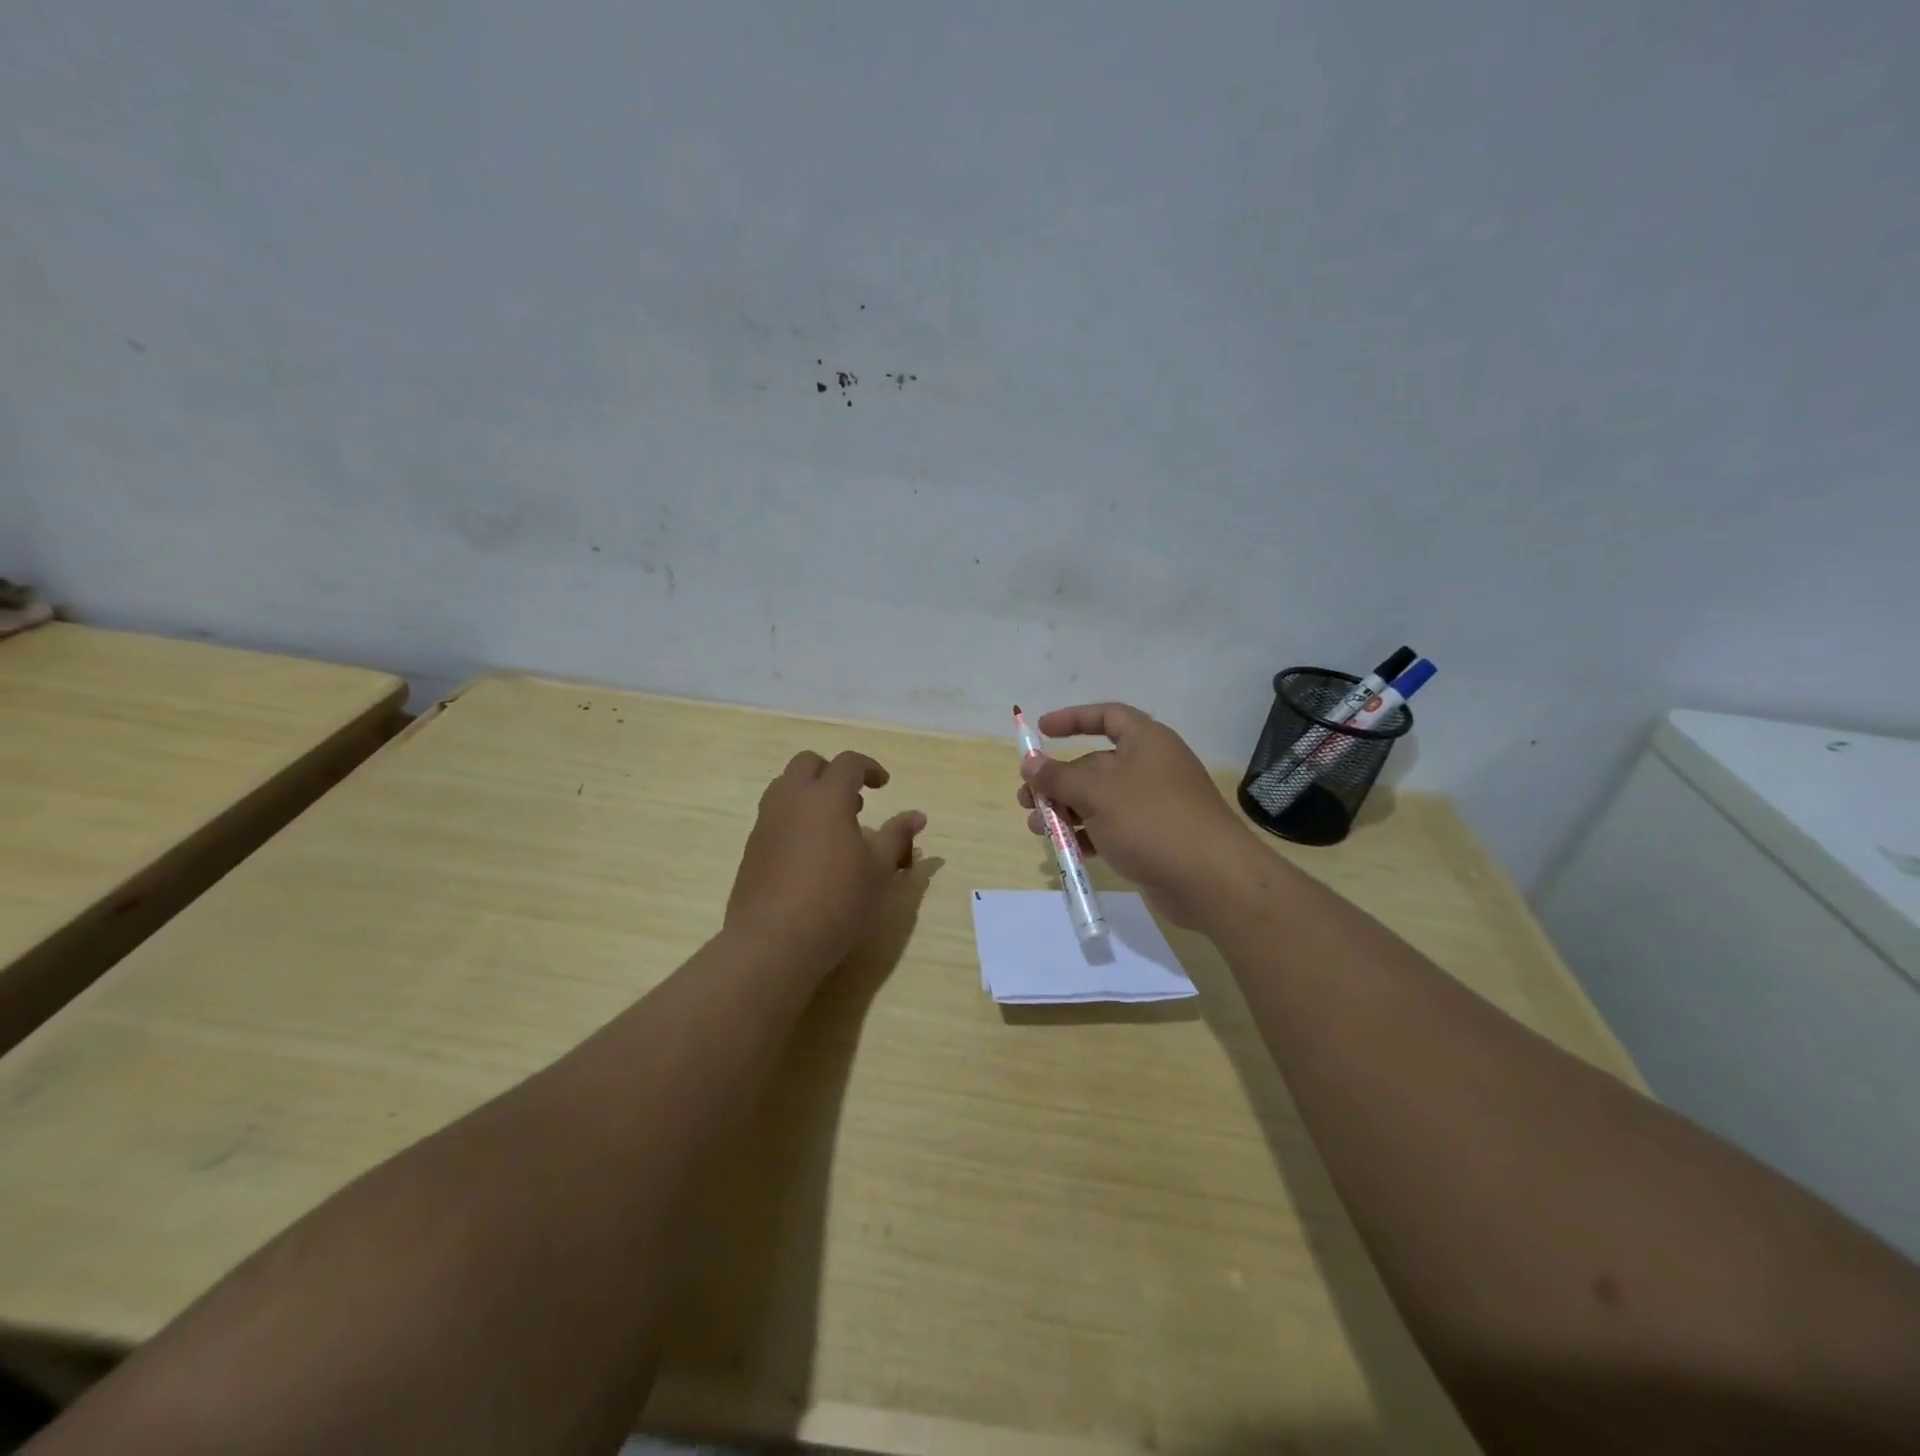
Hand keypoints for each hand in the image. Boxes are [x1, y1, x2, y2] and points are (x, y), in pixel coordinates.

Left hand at [726, 750, 925, 969]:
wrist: (772, 941)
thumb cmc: (837, 900)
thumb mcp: (878, 870)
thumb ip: (897, 836)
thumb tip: (917, 816)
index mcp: (826, 796)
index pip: (848, 762)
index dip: (869, 768)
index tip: (883, 786)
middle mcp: (791, 799)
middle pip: (808, 763)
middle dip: (832, 772)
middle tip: (854, 802)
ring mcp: (766, 821)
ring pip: (785, 786)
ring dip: (810, 793)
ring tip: (832, 827)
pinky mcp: (751, 847)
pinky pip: (774, 815)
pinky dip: (794, 817)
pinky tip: (809, 854)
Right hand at [1017, 703, 1258, 927]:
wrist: (1211, 880)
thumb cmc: (1151, 820)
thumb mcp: (1097, 793)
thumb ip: (1058, 777)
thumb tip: (1030, 763)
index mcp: (1146, 742)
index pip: (1108, 716)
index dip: (1074, 719)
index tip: (1042, 730)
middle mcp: (1151, 767)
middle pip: (1095, 764)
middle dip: (1058, 780)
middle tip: (1027, 800)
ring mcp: (1154, 805)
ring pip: (1100, 800)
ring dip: (1065, 811)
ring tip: (1038, 829)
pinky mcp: (1154, 838)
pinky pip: (1112, 828)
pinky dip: (1087, 834)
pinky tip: (1066, 850)